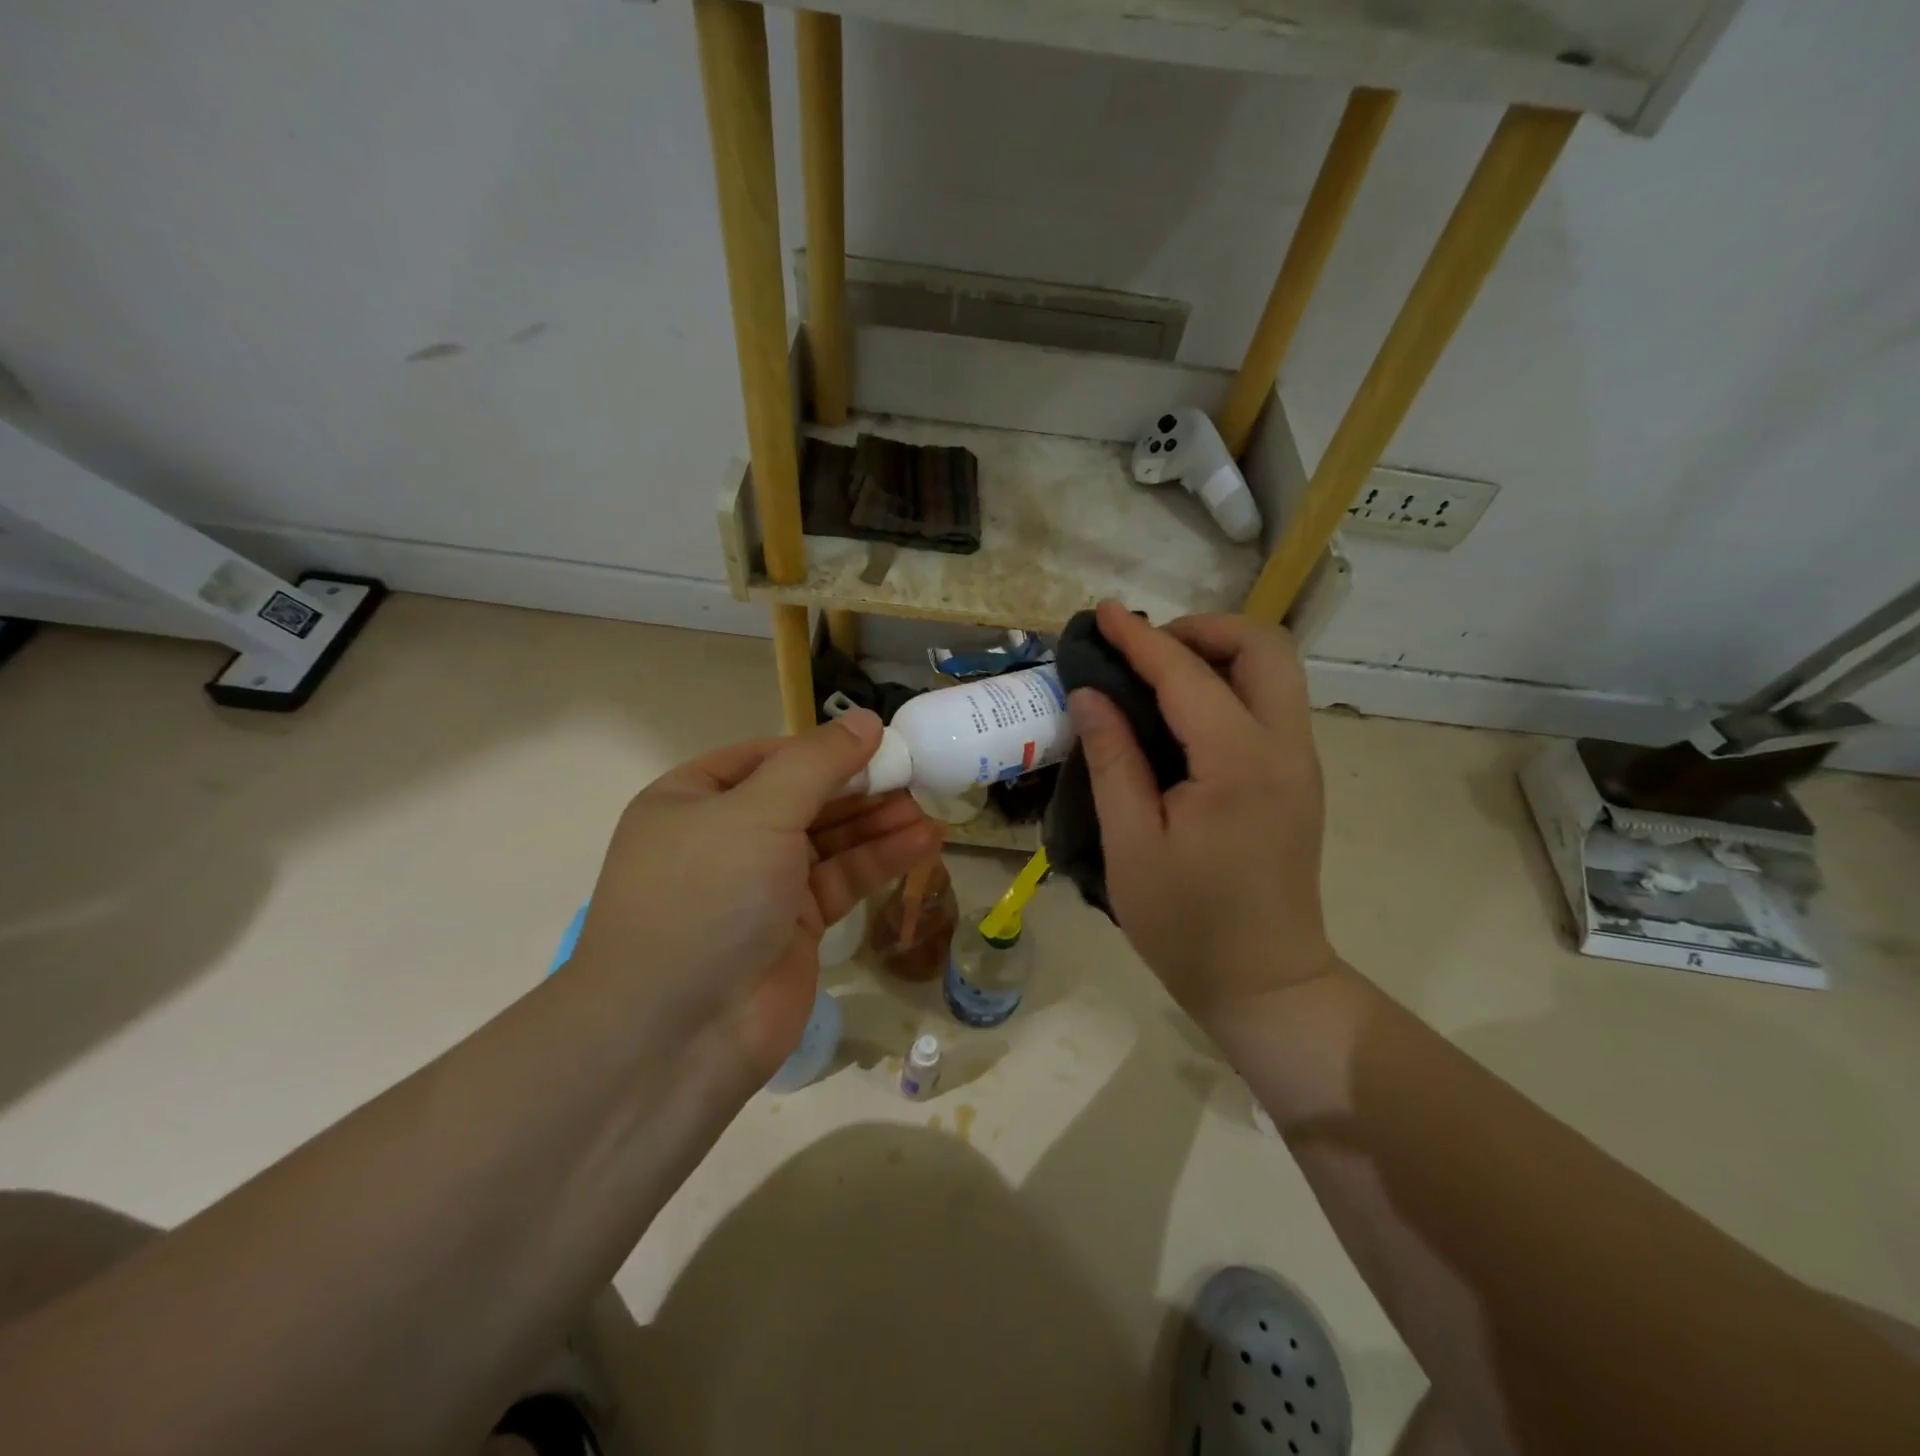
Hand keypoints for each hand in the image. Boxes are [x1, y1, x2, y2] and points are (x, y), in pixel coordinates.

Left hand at [570, 711, 940, 1079]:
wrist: (679, 1034)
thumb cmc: (707, 897)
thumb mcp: (757, 813)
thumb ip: (817, 764)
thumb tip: (866, 720)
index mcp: (693, 800)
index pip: (766, 757)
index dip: (821, 748)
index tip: (877, 740)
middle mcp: (725, 837)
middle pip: (804, 797)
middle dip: (858, 786)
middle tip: (916, 772)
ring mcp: (761, 884)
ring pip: (829, 840)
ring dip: (878, 822)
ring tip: (931, 808)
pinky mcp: (796, 925)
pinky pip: (843, 879)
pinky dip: (881, 860)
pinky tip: (925, 843)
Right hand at [1067, 601, 1340, 1022]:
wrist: (1265, 983)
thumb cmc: (1187, 924)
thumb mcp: (1131, 845)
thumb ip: (1112, 760)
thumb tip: (1090, 695)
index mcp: (1238, 764)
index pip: (1186, 676)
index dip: (1140, 639)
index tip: (1102, 613)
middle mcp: (1284, 748)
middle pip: (1262, 648)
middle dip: (1201, 630)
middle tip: (1144, 651)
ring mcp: (1299, 762)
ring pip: (1274, 670)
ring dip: (1218, 653)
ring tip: (1157, 674)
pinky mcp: (1297, 777)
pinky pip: (1270, 703)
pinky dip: (1228, 684)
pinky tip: (1182, 713)